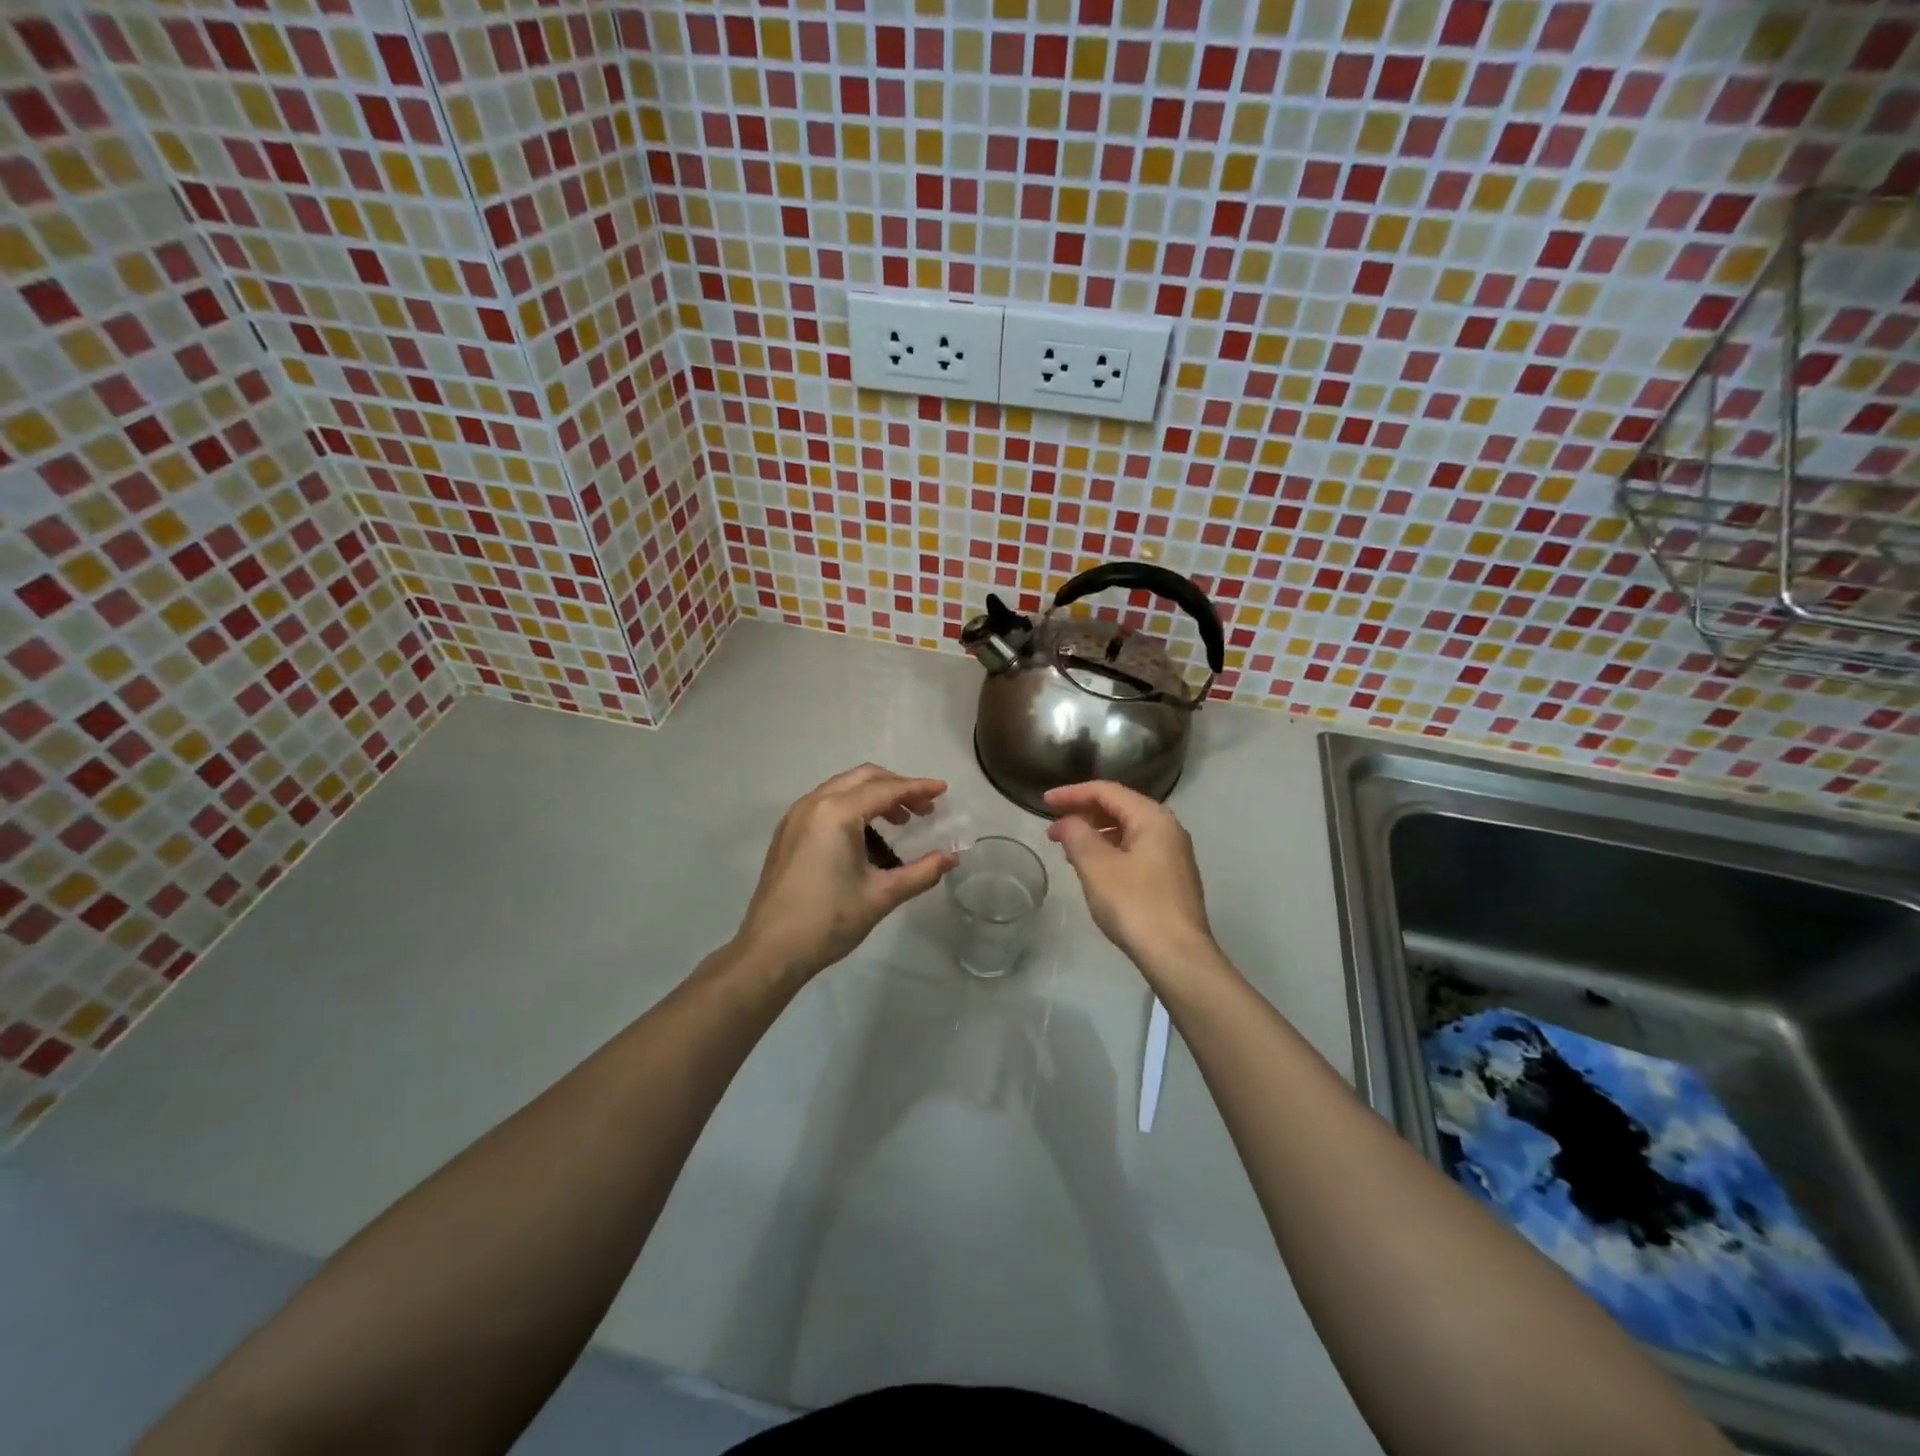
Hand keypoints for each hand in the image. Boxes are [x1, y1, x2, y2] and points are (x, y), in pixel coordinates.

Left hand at [733, 765, 955, 984]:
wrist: (770, 951)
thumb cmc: (828, 921)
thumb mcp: (881, 896)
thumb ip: (921, 872)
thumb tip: (951, 858)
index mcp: (837, 813)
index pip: (886, 790)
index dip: (918, 788)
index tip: (943, 790)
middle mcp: (814, 804)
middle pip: (863, 778)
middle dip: (897, 787)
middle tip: (924, 808)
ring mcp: (796, 816)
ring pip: (843, 788)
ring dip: (874, 795)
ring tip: (900, 821)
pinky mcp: (787, 832)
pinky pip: (826, 802)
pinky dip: (852, 805)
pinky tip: (866, 834)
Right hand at [1045, 780, 1216, 977]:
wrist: (1177, 956)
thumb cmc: (1134, 904)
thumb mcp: (1096, 866)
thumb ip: (1077, 835)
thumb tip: (1066, 822)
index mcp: (1152, 817)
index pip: (1107, 791)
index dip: (1072, 793)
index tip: (1044, 802)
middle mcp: (1168, 828)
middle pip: (1120, 807)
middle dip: (1083, 813)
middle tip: (1053, 828)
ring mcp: (1173, 854)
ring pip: (1128, 830)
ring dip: (1095, 833)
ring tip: (1068, 848)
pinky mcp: (1171, 878)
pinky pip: (1135, 849)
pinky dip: (1110, 850)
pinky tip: (1093, 868)